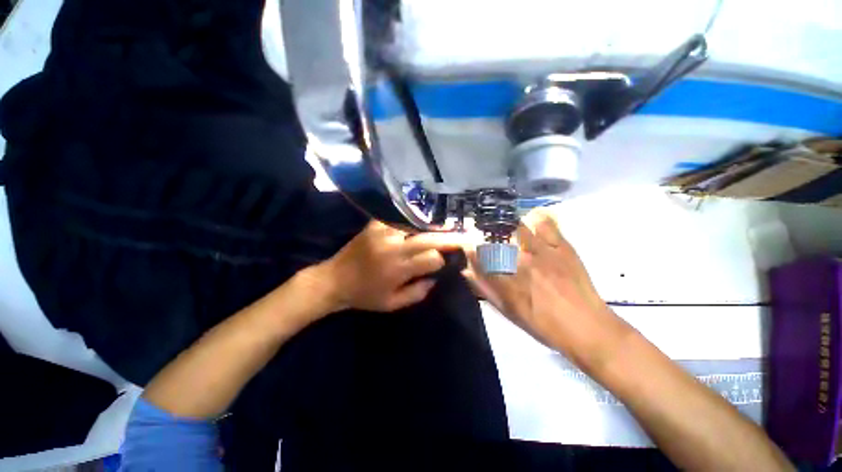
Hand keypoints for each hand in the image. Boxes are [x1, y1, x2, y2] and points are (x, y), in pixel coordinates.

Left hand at [312, 220, 464, 313]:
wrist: (334, 280)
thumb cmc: (364, 296)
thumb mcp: (392, 304)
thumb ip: (418, 293)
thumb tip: (435, 277)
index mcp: (397, 269)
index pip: (431, 258)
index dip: (441, 260)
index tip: (445, 262)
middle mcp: (393, 247)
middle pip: (428, 238)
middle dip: (448, 237)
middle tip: (464, 235)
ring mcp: (383, 232)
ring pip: (416, 225)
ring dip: (433, 228)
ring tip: (446, 228)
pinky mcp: (375, 224)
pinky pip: (398, 218)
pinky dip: (412, 220)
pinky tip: (420, 223)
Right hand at [463, 208, 629, 369]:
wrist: (586, 327)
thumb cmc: (543, 325)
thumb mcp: (508, 311)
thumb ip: (485, 289)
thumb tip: (466, 271)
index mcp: (507, 282)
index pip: (480, 258)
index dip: (471, 250)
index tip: (469, 247)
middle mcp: (521, 264)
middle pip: (496, 240)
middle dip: (487, 235)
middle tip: (487, 236)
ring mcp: (543, 253)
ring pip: (517, 228)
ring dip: (508, 225)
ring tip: (506, 226)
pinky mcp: (562, 248)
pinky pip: (546, 224)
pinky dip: (536, 218)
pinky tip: (531, 220)